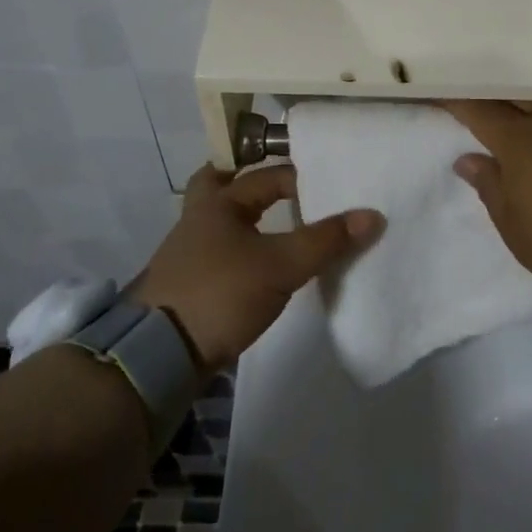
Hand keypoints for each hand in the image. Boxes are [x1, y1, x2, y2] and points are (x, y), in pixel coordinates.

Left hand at [131, 164, 383, 369]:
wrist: (159, 354)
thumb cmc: (220, 292)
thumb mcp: (281, 265)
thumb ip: (326, 240)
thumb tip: (373, 215)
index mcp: (218, 202)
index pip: (267, 176)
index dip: (302, 179)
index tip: (331, 190)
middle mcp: (198, 218)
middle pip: (221, 183)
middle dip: (249, 181)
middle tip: (285, 187)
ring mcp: (188, 252)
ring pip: (221, 220)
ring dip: (247, 218)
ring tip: (282, 225)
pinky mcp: (188, 284)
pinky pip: (220, 251)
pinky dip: (242, 248)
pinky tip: (262, 264)